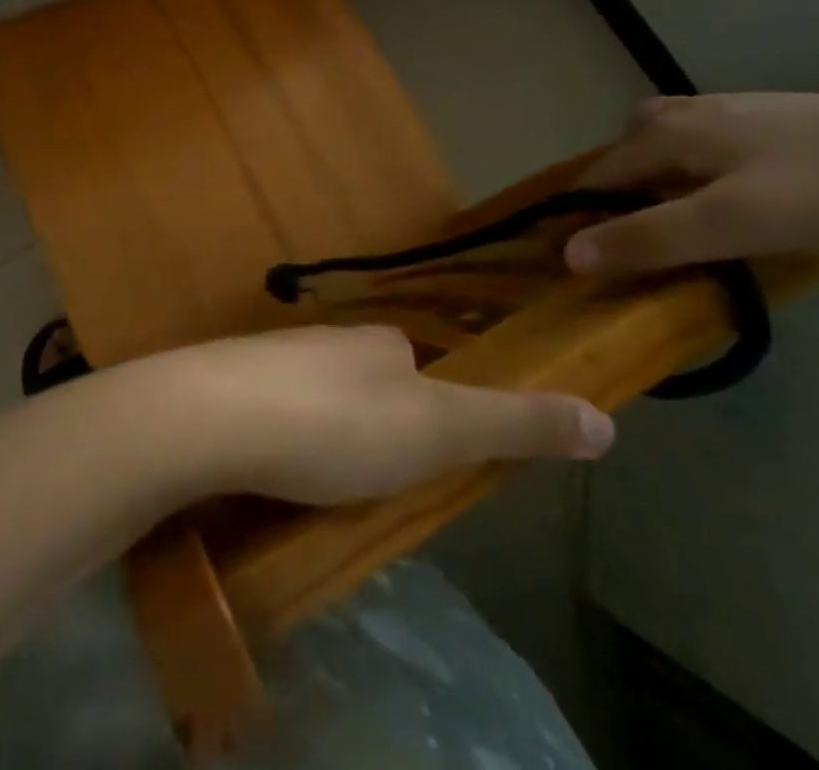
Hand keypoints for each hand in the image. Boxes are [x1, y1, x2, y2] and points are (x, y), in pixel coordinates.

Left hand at [122, 325, 614, 505]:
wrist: (213, 416)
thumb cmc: (337, 424)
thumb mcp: (438, 431)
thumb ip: (515, 423)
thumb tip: (605, 421)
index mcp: (377, 341)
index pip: (415, 360)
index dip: (430, 400)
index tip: (429, 447)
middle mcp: (324, 338)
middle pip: (363, 374)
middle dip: (374, 416)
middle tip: (375, 476)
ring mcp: (270, 358)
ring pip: (313, 390)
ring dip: (324, 426)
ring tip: (325, 480)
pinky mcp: (227, 385)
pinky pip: (269, 407)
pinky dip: (280, 433)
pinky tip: (272, 466)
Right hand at [563, 91, 818, 276]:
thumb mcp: (726, 224)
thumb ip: (647, 238)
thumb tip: (569, 255)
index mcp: (666, 132)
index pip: (598, 175)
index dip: (583, 216)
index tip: (583, 261)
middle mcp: (688, 111)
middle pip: (627, 151)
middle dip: (616, 192)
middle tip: (633, 241)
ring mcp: (733, 110)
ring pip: (668, 143)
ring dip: (656, 179)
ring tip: (678, 221)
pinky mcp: (773, 119)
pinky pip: (706, 144)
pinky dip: (694, 171)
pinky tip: (732, 196)